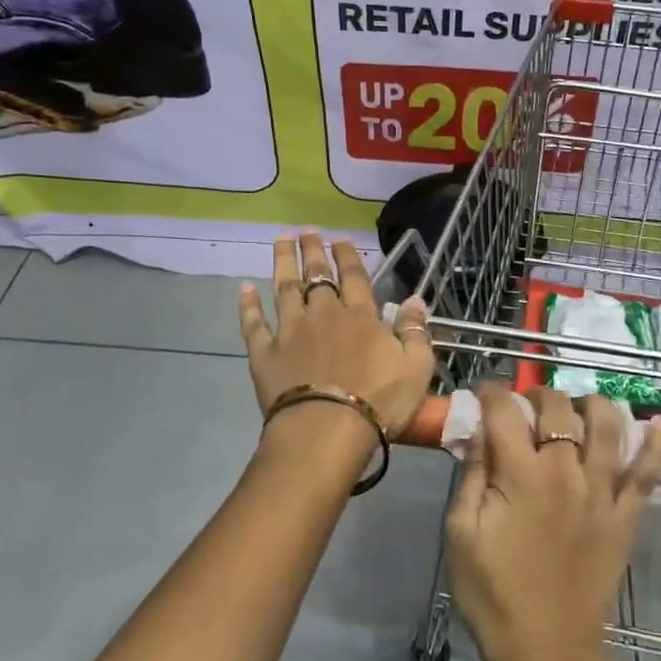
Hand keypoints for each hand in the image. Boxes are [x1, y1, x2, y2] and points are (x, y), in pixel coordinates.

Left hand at [239, 232, 435, 439]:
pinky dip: (248, 305)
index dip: (348, 256)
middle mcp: (323, 314)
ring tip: (280, 240)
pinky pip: (254, 323)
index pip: (354, 277)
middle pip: (317, 275)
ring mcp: (290, 331)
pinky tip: (244, 288)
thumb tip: (415, 298)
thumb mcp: (416, 367)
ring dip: (283, 262)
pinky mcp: (265, 353)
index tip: (340, 238)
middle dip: (313, 250)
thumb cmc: (379, 402)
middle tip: (307, 230)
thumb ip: (415, 330)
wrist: (327, 430)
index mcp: (360, 316)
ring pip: (284, 288)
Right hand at [444, 386, 660, 660]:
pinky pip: (648, 473)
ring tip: (580, 406)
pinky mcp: (626, 516)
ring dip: (594, 404)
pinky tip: (660, 423)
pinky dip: (658, 445)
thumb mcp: (461, 532)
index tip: (484, 391)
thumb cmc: (493, 593)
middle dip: (540, 394)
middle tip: (527, 403)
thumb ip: (471, 474)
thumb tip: (478, 431)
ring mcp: (602, 492)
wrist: (546, 651)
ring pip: (608, 427)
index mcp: (520, 474)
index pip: (507, 412)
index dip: (493, 392)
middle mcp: (566, 471)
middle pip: (559, 409)